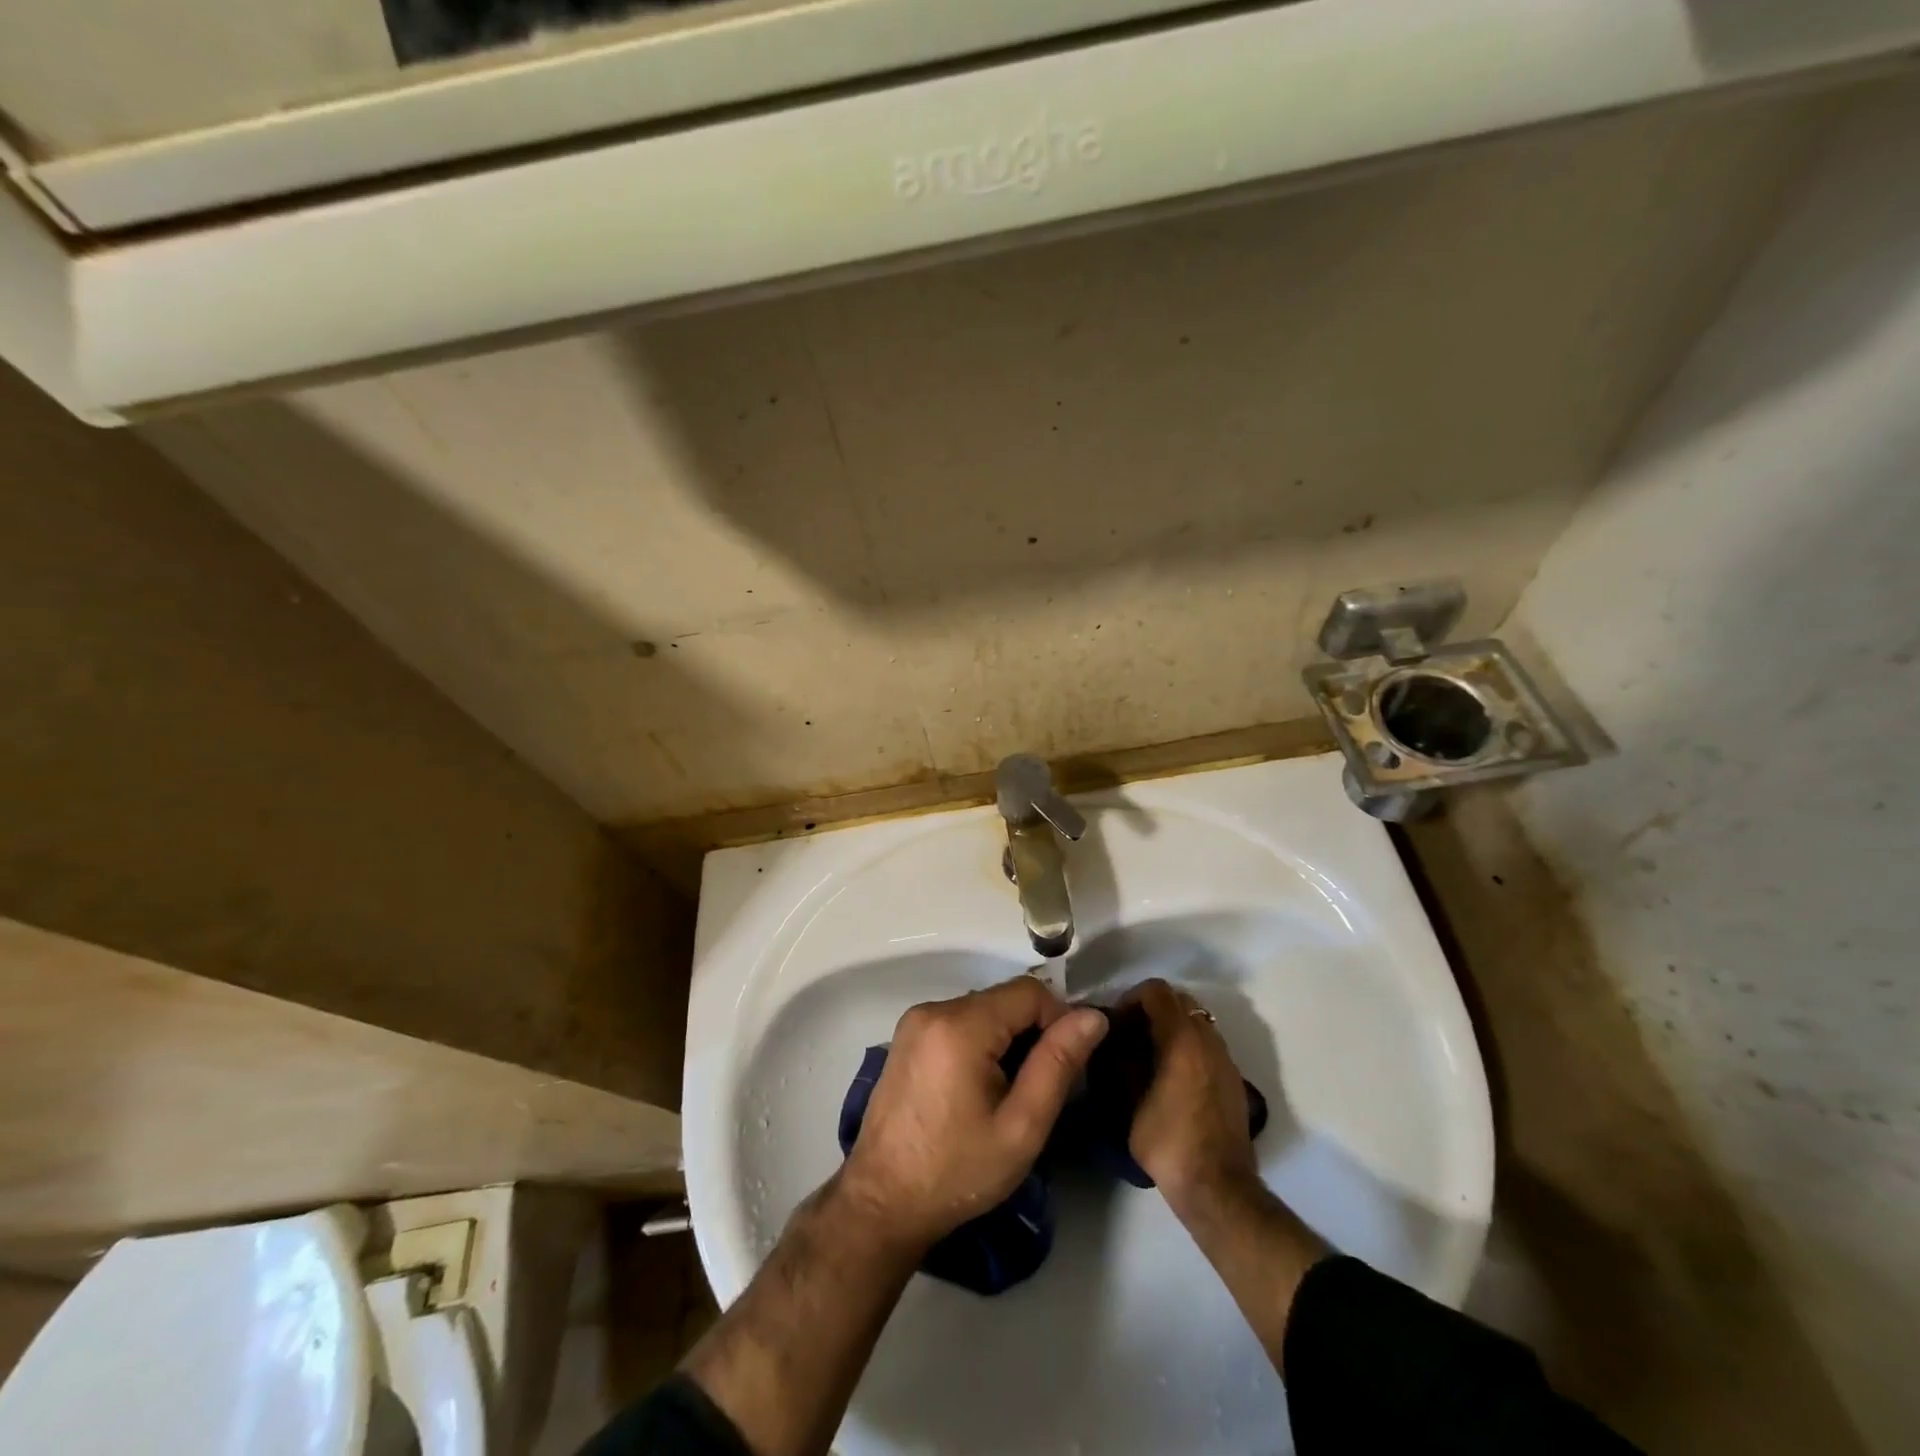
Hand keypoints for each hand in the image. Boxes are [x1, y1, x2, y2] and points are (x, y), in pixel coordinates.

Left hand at [838, 976, 1107, 1252]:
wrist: (883, 1201)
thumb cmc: (957, 1171)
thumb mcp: (1021, 1126)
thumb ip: (1058, 1064)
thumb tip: (1093, 1016)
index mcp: (961, 1025)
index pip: (1030, 991)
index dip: (1059, 1020)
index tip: (1067, 1065)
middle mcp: (934, 1008)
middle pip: (1004, 999)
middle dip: (1032, 1032)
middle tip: (1039, 1086)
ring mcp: (915, 1021)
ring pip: (983, 1009)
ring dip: (1007, 1038)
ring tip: (1010, 1092)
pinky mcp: (906, 1036)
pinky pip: (959, 1021)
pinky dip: (980, 1042)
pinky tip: (979, 1088)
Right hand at [1124, 978, 1259, 1210]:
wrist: (1218, 1187)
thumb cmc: (1168, 1141)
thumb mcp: (1129, 1102)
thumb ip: (1122, 1063)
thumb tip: (1114, 1042)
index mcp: (1182, 1038)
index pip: (1156, 990)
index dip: (1132, 997)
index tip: (1116, 1021)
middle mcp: (1208, 1039)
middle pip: (1179, 1000)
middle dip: (1153, 1009)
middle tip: (1131, 1034)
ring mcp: (1225, 1058)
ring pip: (1196, 1021)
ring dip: (1172, 1026)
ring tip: (1150, 1055)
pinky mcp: (1234, 1078)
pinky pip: (1207, 1044)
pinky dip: (1188, 1045)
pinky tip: (1172, 1076)